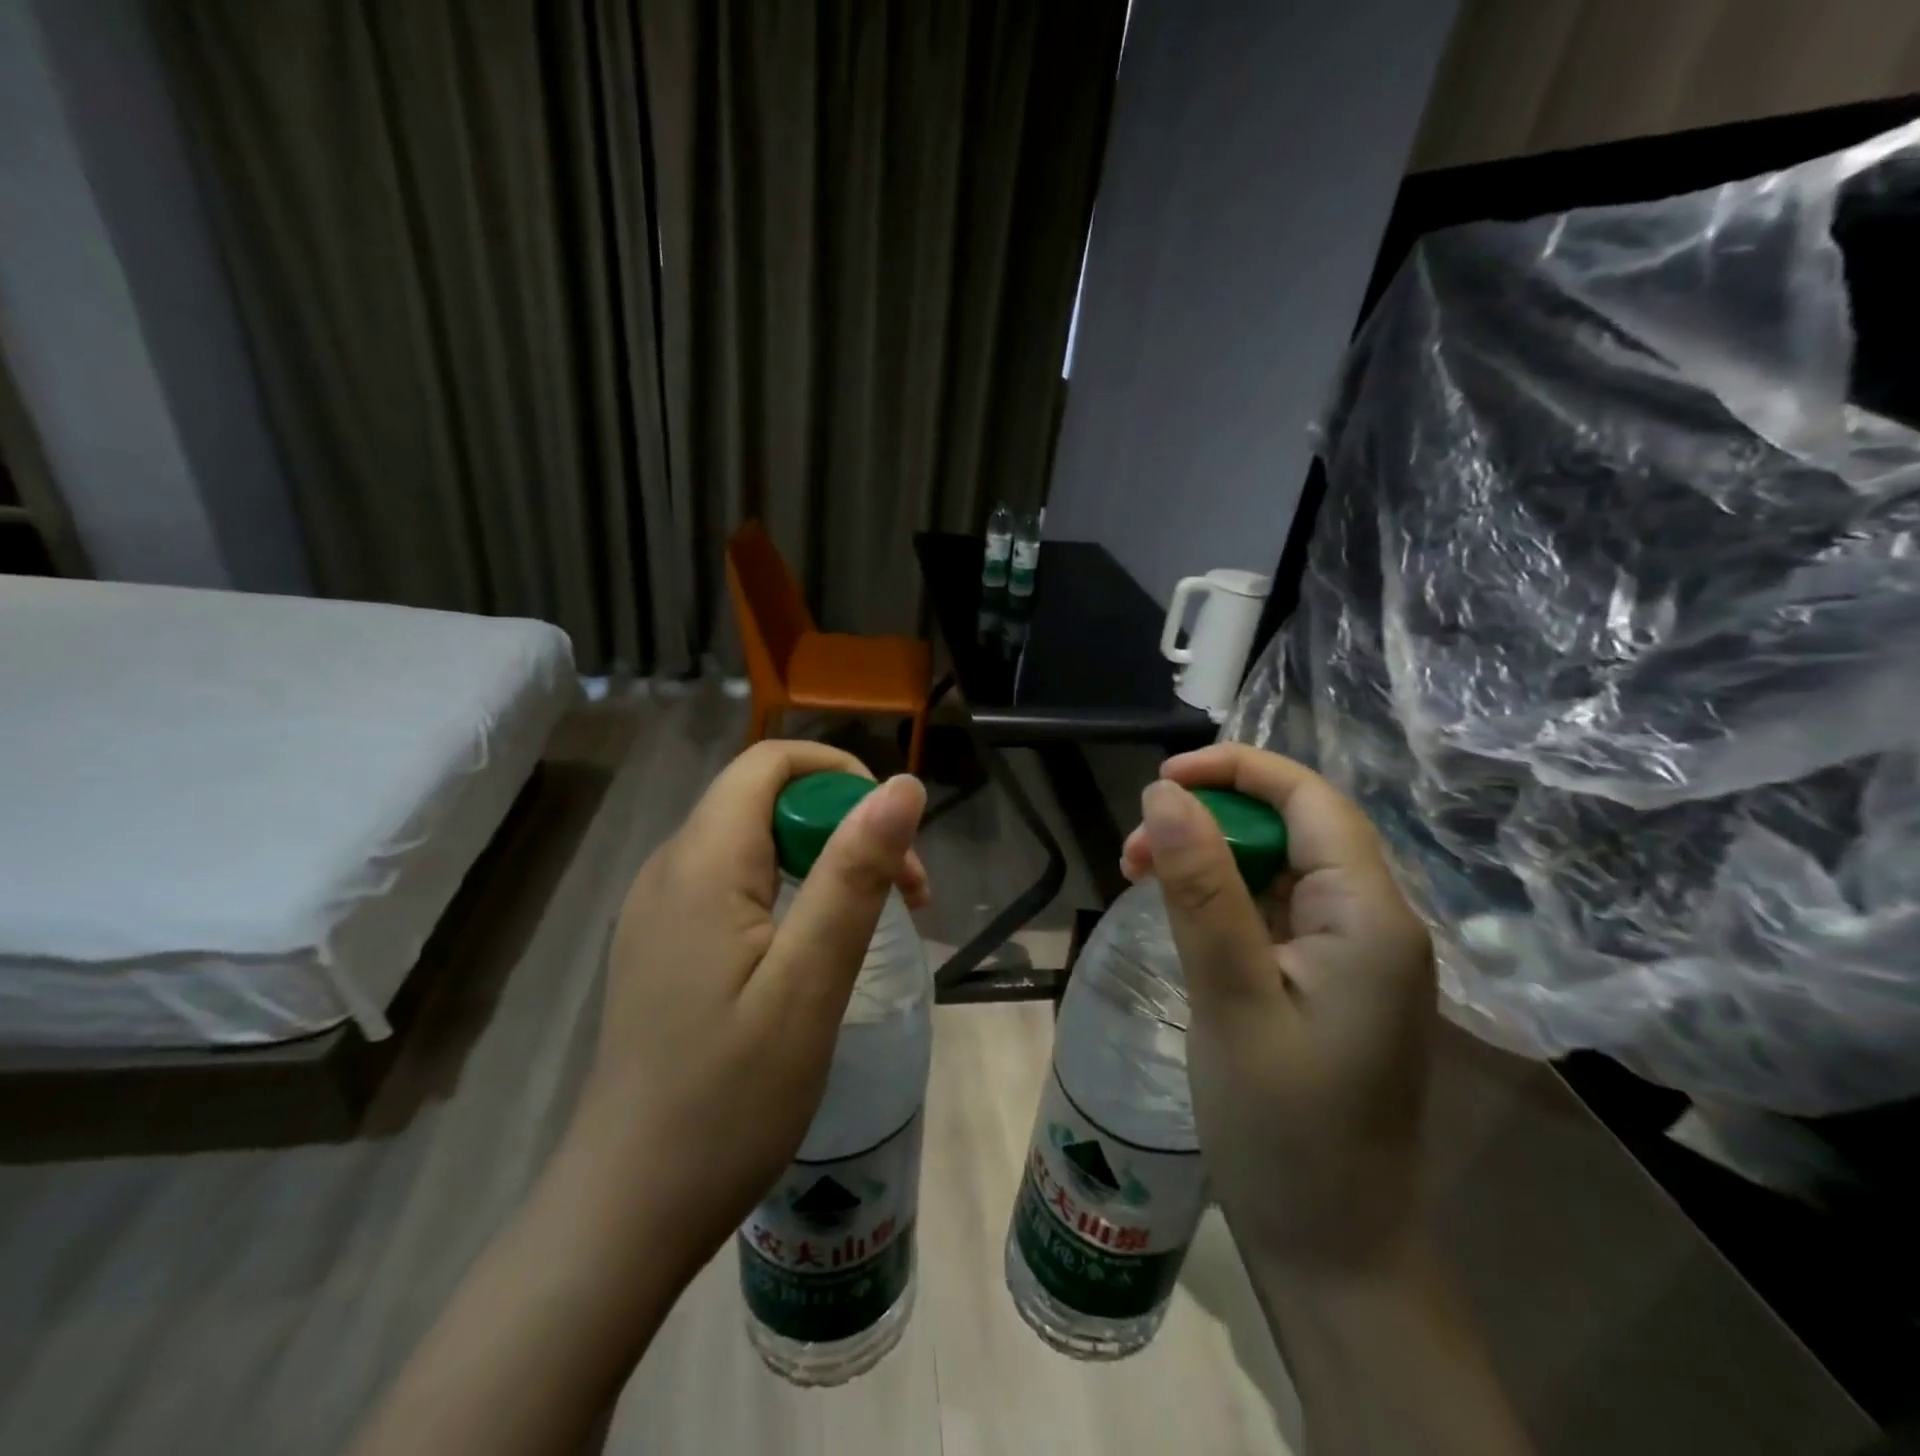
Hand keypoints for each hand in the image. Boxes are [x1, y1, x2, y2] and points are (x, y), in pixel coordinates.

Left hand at [572, 740, 927, 1286]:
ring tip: (870, 925)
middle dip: (843, 825)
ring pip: (752, 842)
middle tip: (904, 896)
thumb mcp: (809, 982)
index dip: (840, 776)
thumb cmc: (730, 1099)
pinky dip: (788, 892)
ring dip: (822, 860)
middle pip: (765, 799)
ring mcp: (659, 909)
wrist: (630, 1208)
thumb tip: (902, 785)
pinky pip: (733, 884)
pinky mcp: (662, 945)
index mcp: (702, 863)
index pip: (770, 762)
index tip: (893, 837)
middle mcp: (670, 868)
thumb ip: (854, 874)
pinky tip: (812, 951)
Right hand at [1121, 743, 1433, 1275]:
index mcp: (1369, 915)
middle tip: (1133, 854)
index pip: (1310, 798)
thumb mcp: (1229, 996)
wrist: (1332, 1248)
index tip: (1159, 780)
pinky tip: (1180, 916)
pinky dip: (1224, 898)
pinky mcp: (1331, 981)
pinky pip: (1276, 909)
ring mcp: (1355, 954)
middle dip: (1211, 819)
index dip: (1236, 769)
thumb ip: (1201, 887)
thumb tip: (1164, 792)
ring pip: (1280, 866)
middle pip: (1294, 827)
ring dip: (1210, 858)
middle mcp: (1375, 921)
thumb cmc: (1281, 1128)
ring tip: (1141, 879)